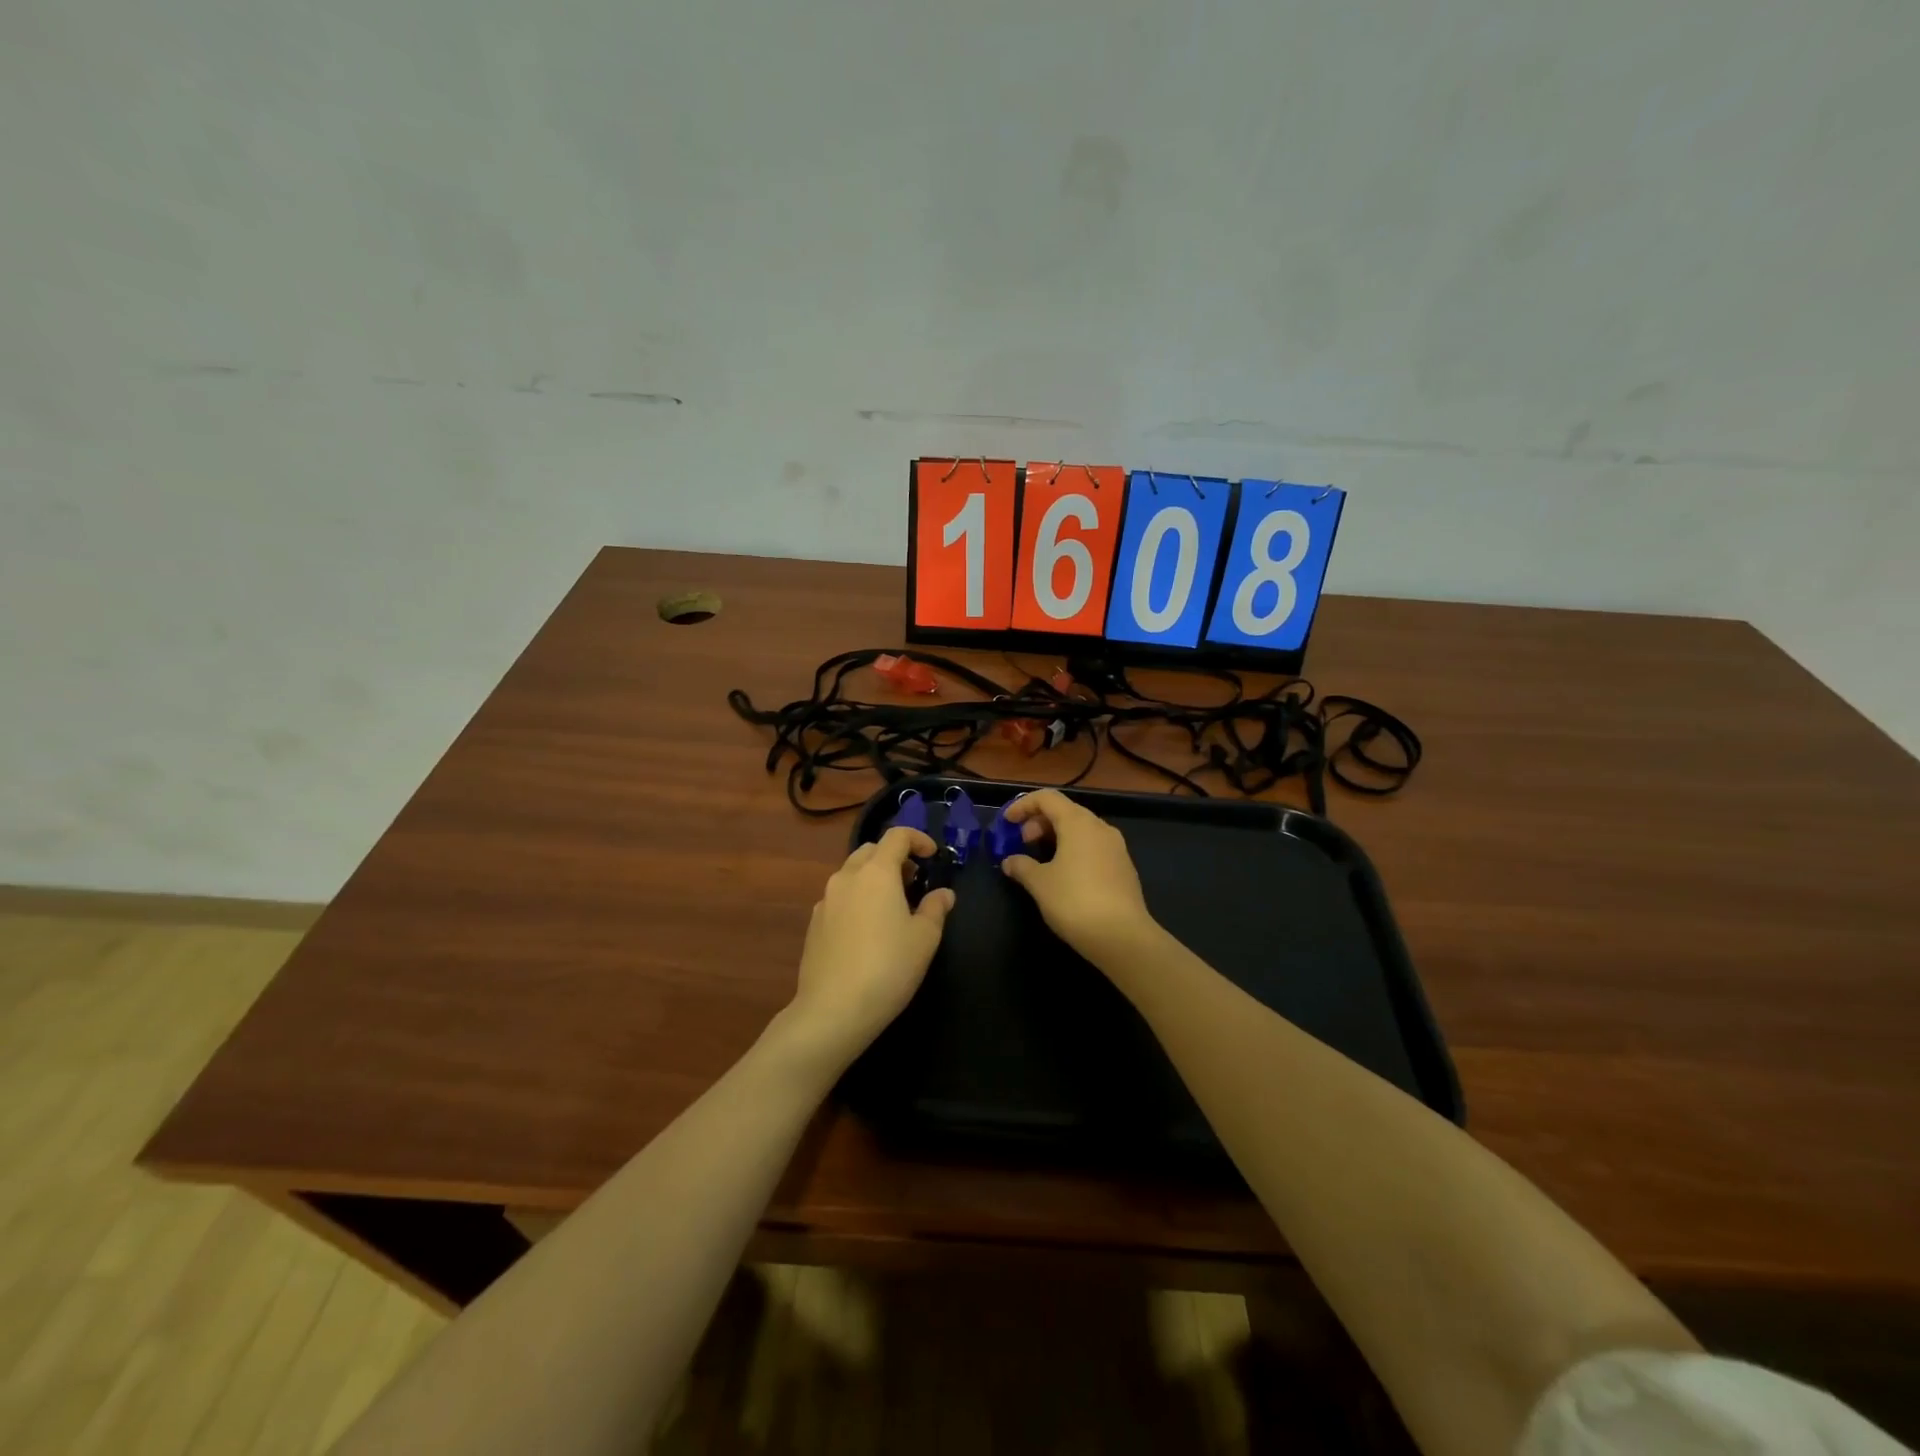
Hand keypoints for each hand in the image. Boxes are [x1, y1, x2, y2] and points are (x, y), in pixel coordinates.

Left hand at [785, 827, 954, 1062]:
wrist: (833, 1009)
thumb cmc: (889, 967)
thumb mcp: (925, 938)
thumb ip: (935, 908)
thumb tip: (943, 893)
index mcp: (876, 872)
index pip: (897, 836)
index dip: (918, 839)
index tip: (933, 856)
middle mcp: (846, 877)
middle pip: (870, 850)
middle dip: (894, 857)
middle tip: (914, 880)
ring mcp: (825, 900)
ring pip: (851, 874)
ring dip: (873, 878)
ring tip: (892, 905)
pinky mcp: (814, 924)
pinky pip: (839, 898)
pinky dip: (857, 899)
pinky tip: (867, 930)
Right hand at [1000, 790, 1155, 963]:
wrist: (1123, 937)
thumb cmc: (1075, 902)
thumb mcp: (1040, 884)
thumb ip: (1021, 866)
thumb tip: (1010, 861)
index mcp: (1078, 823)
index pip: (1047, 798)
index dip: (1023, 805)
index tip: (1006, 822)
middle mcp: (1100, 827)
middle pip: (1065, 811)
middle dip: (1039, 822)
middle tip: (1023, 842)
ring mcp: (1116, 847)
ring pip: (1081, 830)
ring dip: (1057, 836)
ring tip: (1041, 859)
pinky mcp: (1123, 867)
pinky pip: (1093, 847)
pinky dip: (1073, 850)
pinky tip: (1064, 874)